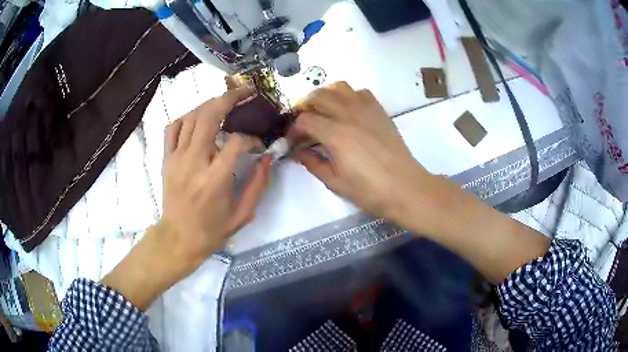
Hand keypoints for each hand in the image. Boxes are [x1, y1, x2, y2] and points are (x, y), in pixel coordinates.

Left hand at [101, 87, 271, 309]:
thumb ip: (258, 183)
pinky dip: (187, 117)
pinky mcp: (167, 159)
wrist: (178, 239)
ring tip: (225, 101)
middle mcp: (194, 162)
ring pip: (192, 117)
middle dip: (230, 98)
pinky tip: (198, 118)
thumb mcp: (243, 214)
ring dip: (210, 104)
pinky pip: (173, 128)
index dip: (252, 139)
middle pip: (210, 116)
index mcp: (215, 180)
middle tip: (245, 91)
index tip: (259, 145)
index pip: (237, 142)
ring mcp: (176, 158)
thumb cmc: (212, 230)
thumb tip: (269, 157)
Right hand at [291, 82, 433, 225]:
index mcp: (335, 135)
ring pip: (339, 87)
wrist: (404, 187)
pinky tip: (348, 111)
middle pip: (318, 96)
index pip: (305, 120)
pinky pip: (360, 92)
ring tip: (324, 112)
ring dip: (326, 96)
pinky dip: (348, 96)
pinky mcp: (379, 111)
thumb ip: (313, 163)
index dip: (294, 129)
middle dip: (305, 108)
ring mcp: (366, 110)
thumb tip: (298, 152)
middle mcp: (348, 115)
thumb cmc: (369, 190)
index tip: (294, 141)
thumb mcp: (335, 182)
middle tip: (305, 125)